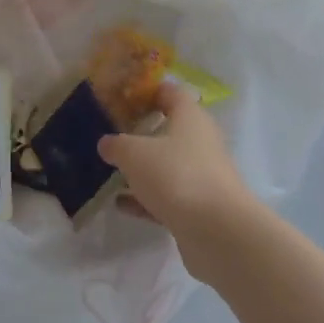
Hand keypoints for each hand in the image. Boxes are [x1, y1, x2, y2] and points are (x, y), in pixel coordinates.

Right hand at [97, 83, 258, 251]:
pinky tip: (120, 204)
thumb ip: (117, 145)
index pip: (170, 92)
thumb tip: (107, 143)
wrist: (216, 230)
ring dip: (141, 169)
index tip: (121, 98)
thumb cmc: (176, 175)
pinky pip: (166, 195)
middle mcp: (200, 142)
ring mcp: (201, 175)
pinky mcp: (197, 205)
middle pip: (168, 130)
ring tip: (109, 172)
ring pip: (166, 165)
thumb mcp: (134, 154)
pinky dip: (145, 198)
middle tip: (110, 136)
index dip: (146, 92)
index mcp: (190, 117)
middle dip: (140, 133)